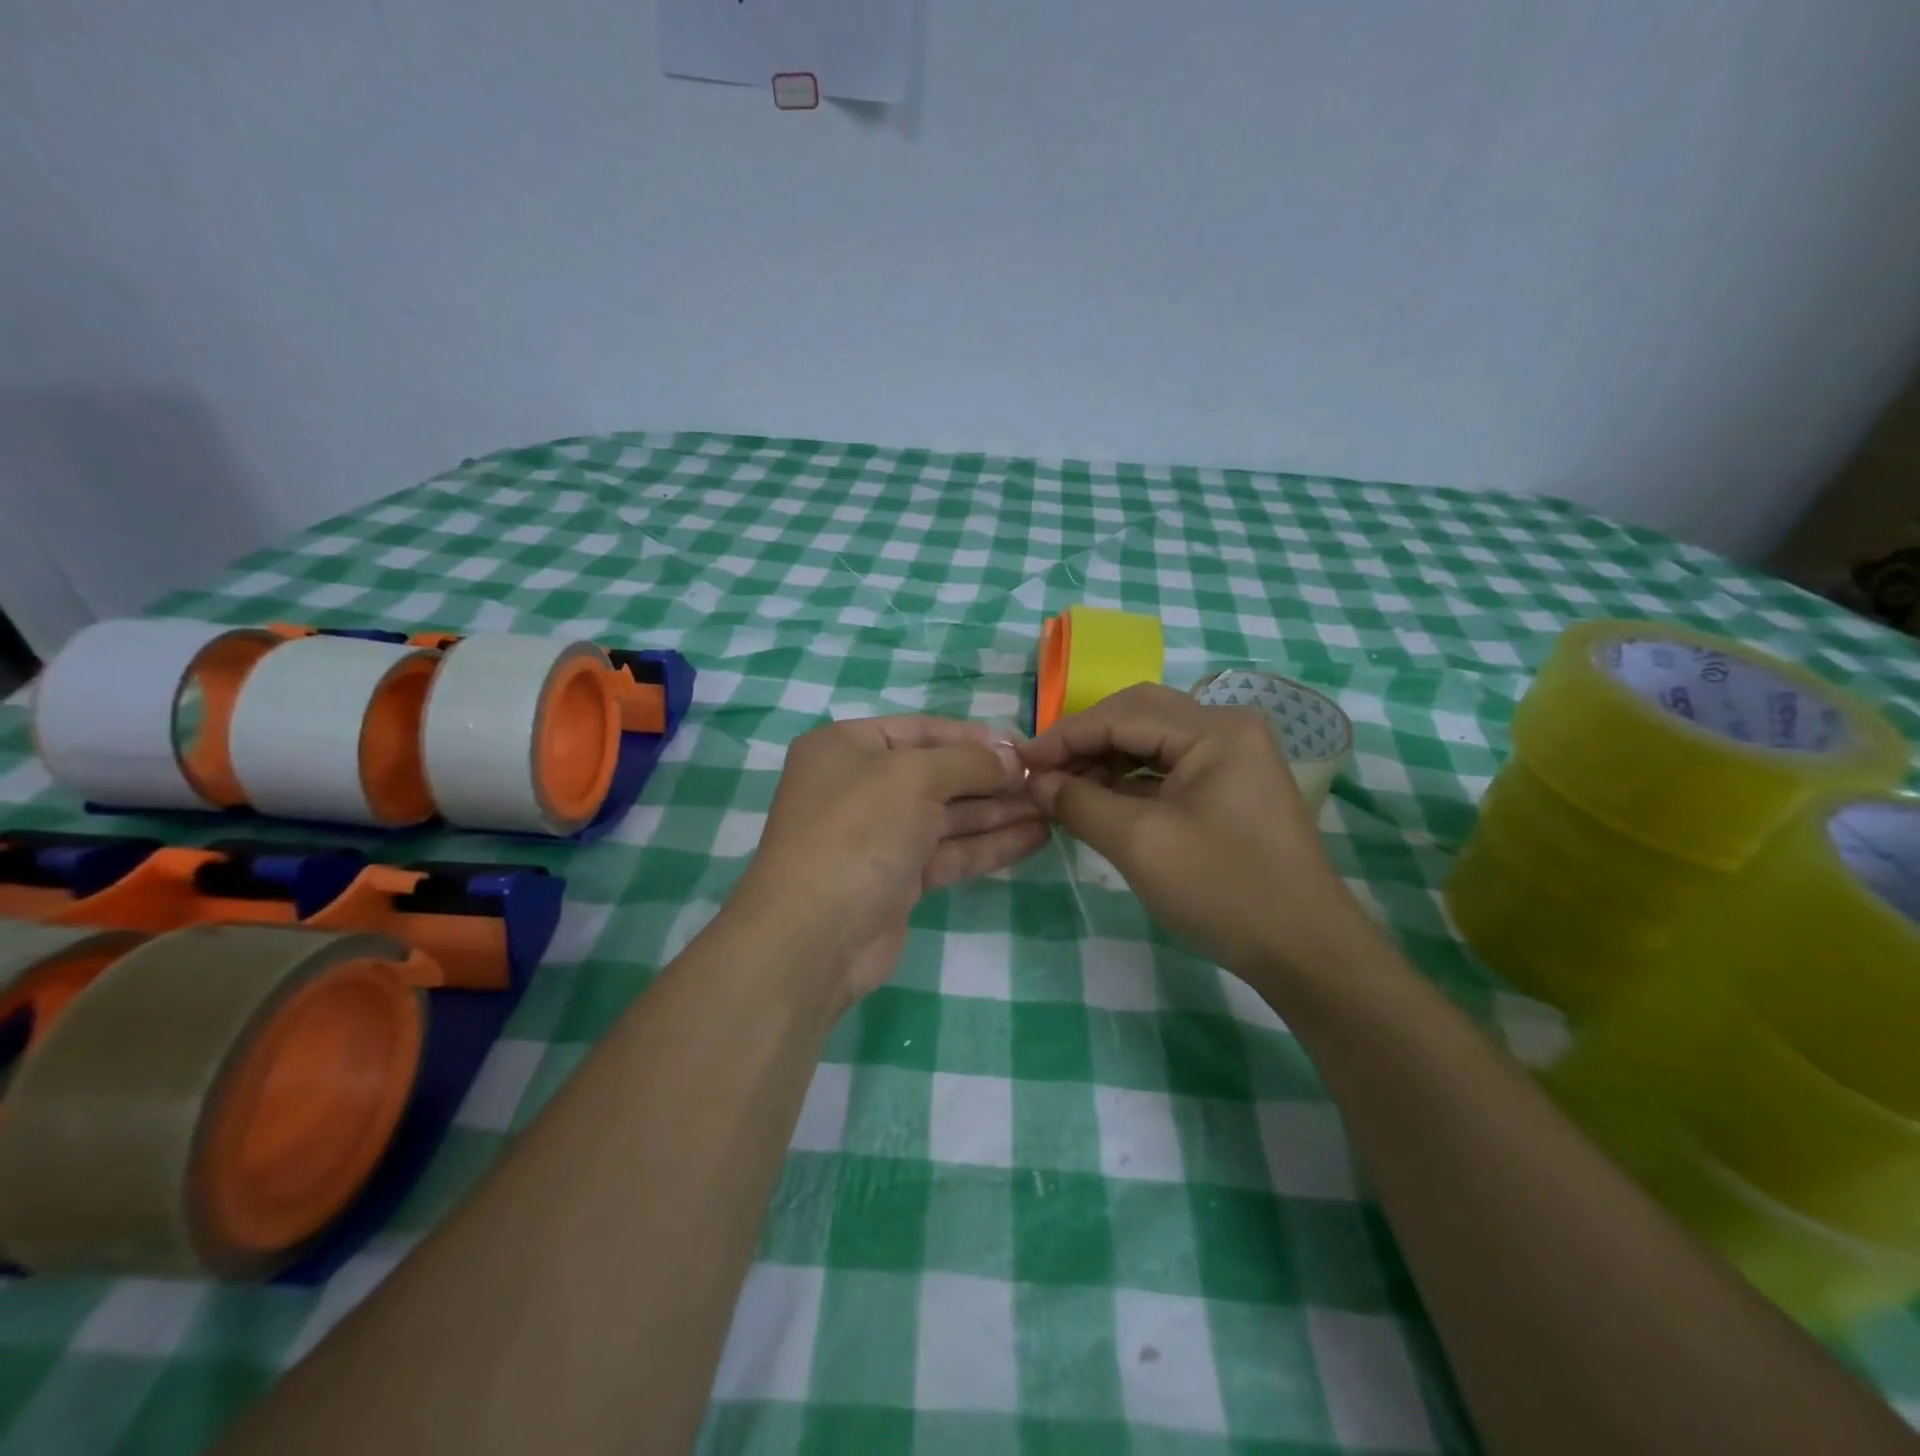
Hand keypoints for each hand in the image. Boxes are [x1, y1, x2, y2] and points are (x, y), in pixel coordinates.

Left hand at [736, 715, 1048, 1004]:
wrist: (815, 935)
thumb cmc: (859, 831)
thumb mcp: (914, 777)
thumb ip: (968, 762)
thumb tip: (1011, 759)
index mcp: (847, 748)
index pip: (921, 730)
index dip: (972, 736)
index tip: (1023, 746)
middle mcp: (860, 786)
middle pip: (938, 774)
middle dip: (991, 778)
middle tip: (1045, 781)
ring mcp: (878, 835)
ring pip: (947, 815)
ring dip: (998, 811)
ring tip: (1051, 807)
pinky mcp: (897, 878)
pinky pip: (948, 851)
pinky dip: (988, 844)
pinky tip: (1034, 838)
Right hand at [1020, 683, 1364, 974]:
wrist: (1305, 951)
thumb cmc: (1223, 890)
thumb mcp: (1140, 844)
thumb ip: (1079, 802)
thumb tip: (1035, 781)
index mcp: (1215, 729)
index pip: (1122, 714)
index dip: (1066, 736)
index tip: (1021, 762)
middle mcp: (1227, 728)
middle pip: (1138, 716)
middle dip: (1085, 742)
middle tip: (1041, 773)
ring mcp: (1233, 757)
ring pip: (1151, 741)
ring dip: (1104, 761)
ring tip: (1063, 791)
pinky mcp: (1230, 786)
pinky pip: (1167, 768)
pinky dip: (1129, 781)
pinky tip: (1098, 802)